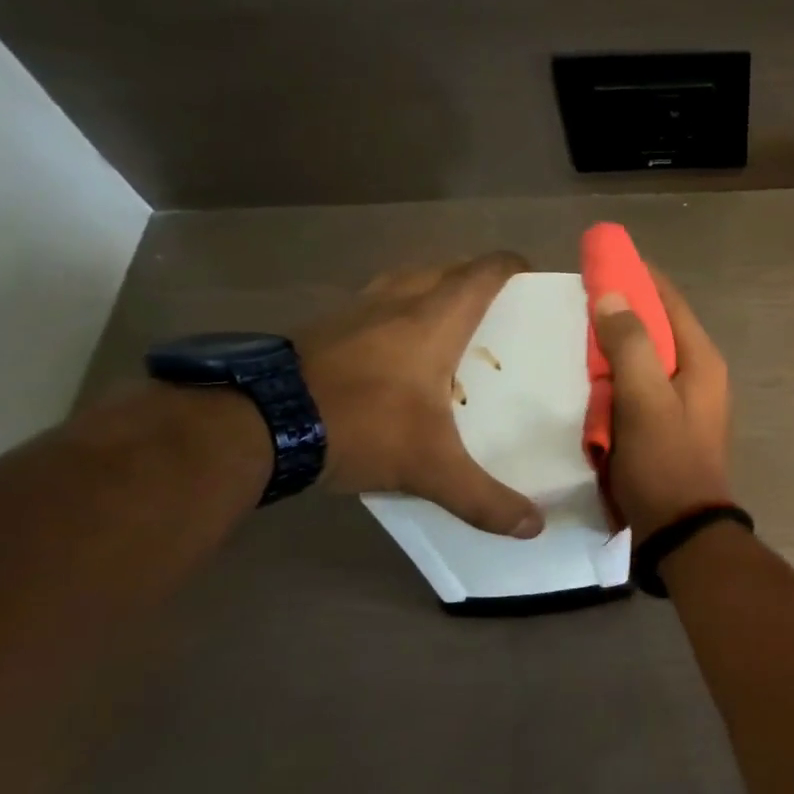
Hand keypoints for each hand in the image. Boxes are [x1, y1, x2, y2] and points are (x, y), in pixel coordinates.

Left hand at [296, 253, 543, 536]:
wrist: (260, 423)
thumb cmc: (362, 428)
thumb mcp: (431, 470)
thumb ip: (484, 499)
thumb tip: (534, 527)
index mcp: (434, 323)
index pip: (480, 275)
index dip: (508, 266)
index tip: (527, 271)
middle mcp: (397, 303)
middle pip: (443, 269)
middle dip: (472, 276)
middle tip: (493, 302)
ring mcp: (354, 310)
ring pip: (403, 280)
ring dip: (429, 287)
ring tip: (446, 317)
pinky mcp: (322, 327)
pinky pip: (372, 302)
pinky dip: (393, 310)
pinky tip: (391, 344)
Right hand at [591, 270, 732, 540]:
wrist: (680, 530)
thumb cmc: (663, 461)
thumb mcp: (644, 399)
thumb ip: (629, 344)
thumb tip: (611, 295)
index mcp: (701, 359)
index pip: (669, 300)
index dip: (637, 275)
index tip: (600, 258)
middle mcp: (700, 374)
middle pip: (659, 326)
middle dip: (622, 309)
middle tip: (580, 298)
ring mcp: (686, 401)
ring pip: (648, 357)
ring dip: (617, 344)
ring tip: (578, 332)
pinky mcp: (669, 424)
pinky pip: (641, 386)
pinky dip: (618, 376)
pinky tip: (590, 378)